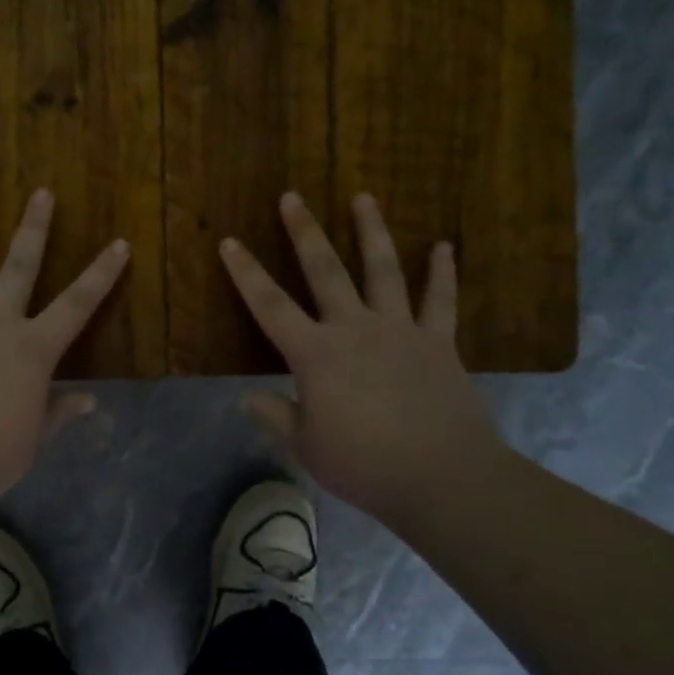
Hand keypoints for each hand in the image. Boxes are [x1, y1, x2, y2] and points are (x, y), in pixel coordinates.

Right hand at [219, 191, 504, 520]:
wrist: (443, 478)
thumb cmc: (366, 465)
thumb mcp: (307, 447)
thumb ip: (275, 417)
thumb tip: (247, 398)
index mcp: (316, 355)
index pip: (270, 306)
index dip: (246, 273)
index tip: (229, 241)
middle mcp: (355, 329)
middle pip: (325, 271)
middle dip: (305, 232)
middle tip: (292, 196)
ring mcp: (400, 330)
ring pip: (383, 270)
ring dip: (372, 231)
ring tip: (364, 197)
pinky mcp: (438, 342)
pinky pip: (440, 300)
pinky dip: (441, 272)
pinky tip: (443, 246)